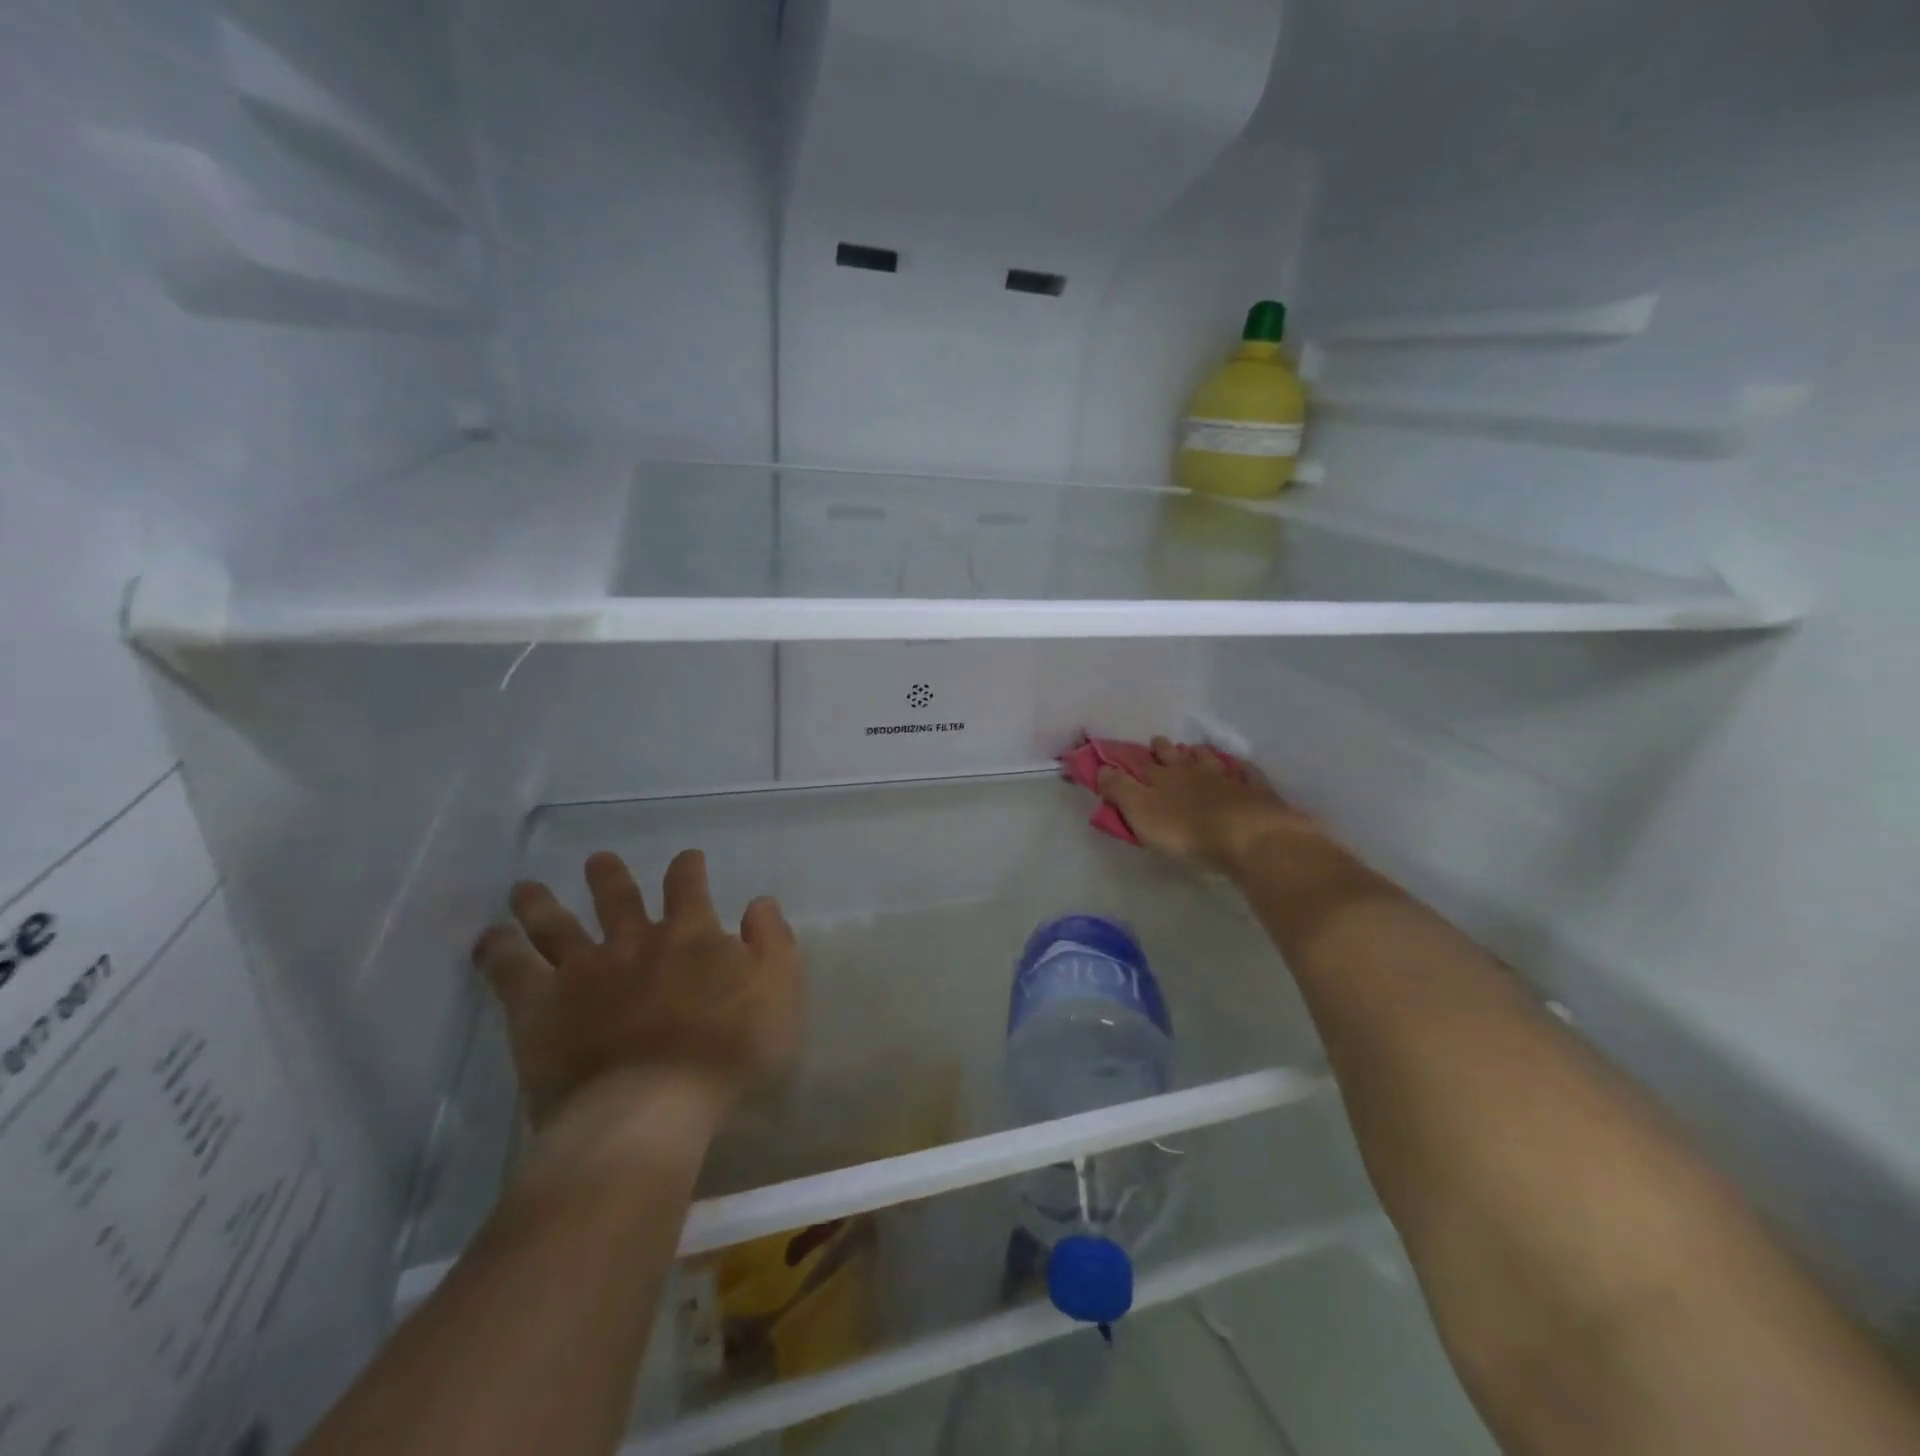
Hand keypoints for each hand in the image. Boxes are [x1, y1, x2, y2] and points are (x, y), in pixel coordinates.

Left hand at [474, 849, 802, 1135]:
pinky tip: (490, 939)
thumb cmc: (728, 1054)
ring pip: (556, 924)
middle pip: (616, 897)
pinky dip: (498, 950)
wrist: (650, 1109)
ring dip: (541, 903)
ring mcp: (582, 971)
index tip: (686, 859)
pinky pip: (510, 970)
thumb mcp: (779, 993)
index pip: (687, 886)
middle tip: (598, 860)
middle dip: (608, 876)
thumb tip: (758, 902)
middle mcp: (633, 941)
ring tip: (525, 888)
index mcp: (690, 934)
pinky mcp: (539, 1008)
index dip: (687, 868)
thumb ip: (772, 942)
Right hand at [1097, 737, 1325, 876]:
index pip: (1143, 763)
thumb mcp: (1140, 811)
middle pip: (1178, 756)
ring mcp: (1227, 779)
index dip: (1133, 758)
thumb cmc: (1186, 830)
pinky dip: (1241, 771)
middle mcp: (1194, 771)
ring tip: (1196, 752)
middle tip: (1162, 744)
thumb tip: (1102, 768)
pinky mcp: (1255, 793)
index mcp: (1163, 777)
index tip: (1126, 753)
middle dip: (1167, 749)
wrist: (1247, 837)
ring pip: (1211, 760)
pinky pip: (1247, 775)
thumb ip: (1119, 789)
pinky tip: (1241, 769)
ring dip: (1201, 755)